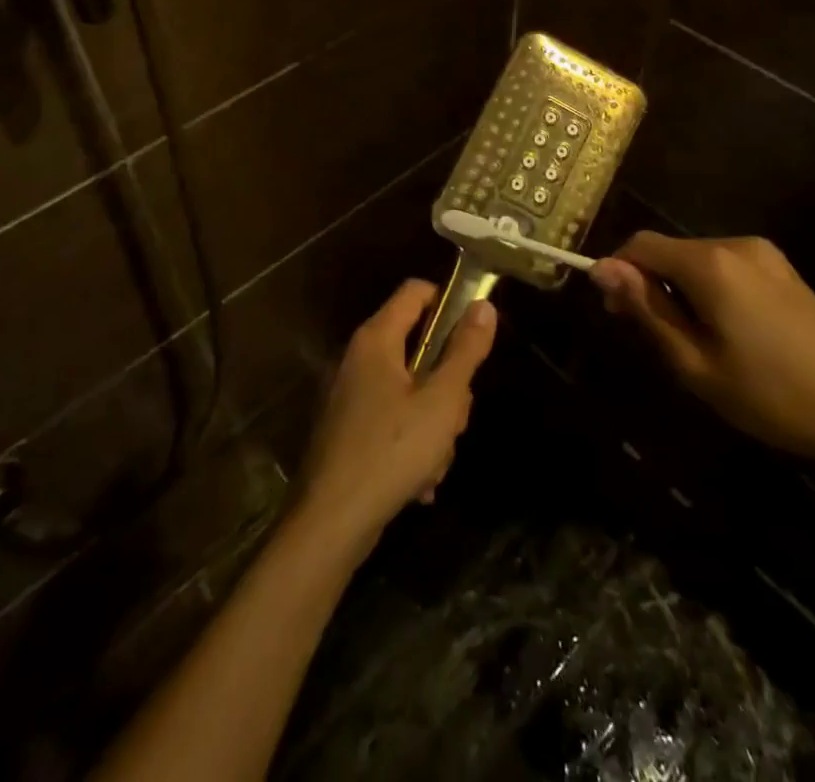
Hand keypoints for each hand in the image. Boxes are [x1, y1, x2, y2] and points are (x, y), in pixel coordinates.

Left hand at [292, 280, 497, 550]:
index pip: (415, 291)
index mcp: (376, 339)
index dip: (448, 302)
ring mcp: (350, 394)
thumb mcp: (442, 401)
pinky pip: (392, 419)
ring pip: (409, 389)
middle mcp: (358, 357)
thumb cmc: (392, 451)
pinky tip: (419, 483)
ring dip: (432, 422)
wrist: (331, 522)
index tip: (473, 337)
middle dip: (446, 383)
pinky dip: (410, 443)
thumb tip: (483, 305)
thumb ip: (465, 351)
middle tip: (455, 417)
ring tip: (435, 461)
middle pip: (417, 346)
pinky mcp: (347, 429)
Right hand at [590, 231, 814, 463]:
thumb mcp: (694, 362)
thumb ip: (646, 308)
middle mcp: (734, 244)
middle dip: (649, 283)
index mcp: (710, 264)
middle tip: (655, 337)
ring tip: (694, 340)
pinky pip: (725, 265)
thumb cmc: (769, 394)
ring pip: (695, 258)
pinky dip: (708, 287)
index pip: (640, 245)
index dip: (618, 273)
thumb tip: (601, 267)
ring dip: (679, 287)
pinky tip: (727, 330)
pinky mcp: (781, 267)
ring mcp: (763, 253)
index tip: (617, 315)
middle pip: (668, 249)